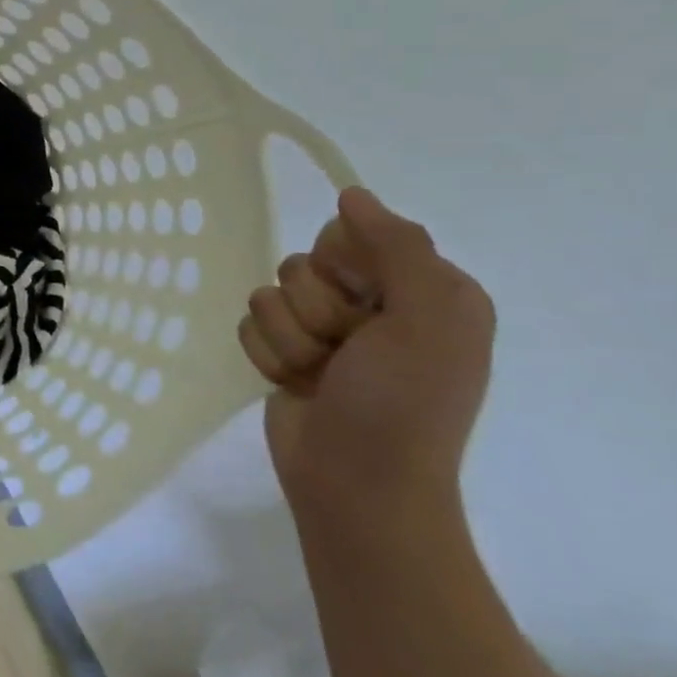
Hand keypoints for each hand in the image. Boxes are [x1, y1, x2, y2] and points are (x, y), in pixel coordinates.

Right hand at [239, 188, 495, 522]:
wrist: (356, 481)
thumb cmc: (401, 404)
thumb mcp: (426, 320)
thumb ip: (397, 248)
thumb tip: (351, 195)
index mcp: (424, 290)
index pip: (352, 234)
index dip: (345, 264)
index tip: (366, 300)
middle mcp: (375, 305)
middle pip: (302, 265)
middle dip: (314, 310)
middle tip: (346, 349)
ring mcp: (327, 332)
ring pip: (268, 295)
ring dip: (289, 338)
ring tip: (318, 375)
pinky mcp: (286, 353)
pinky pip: (249, 325)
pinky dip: (268, 356)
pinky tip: (295, 384)